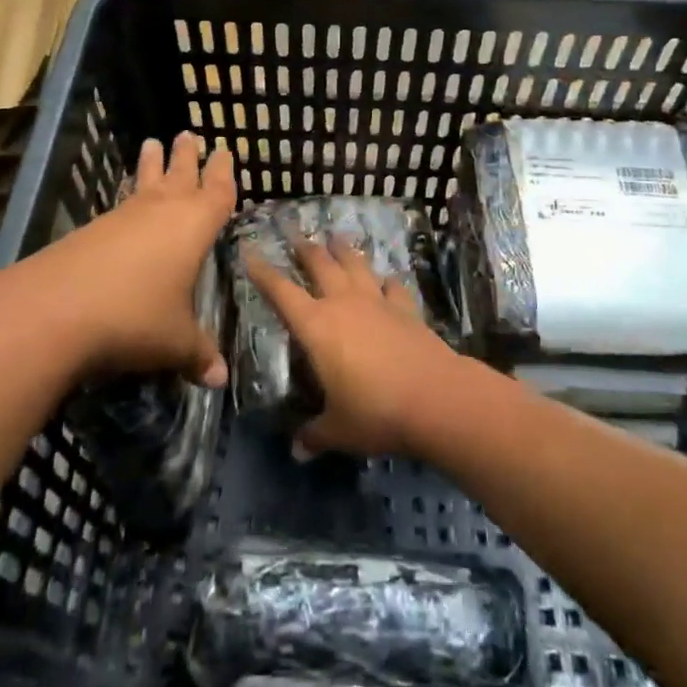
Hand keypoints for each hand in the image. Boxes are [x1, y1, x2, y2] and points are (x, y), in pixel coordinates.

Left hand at [0, 133, 235, 386]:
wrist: (53, 310)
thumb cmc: (134, 318)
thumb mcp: (175, 341)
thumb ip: (199, 354)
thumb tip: (220, 379)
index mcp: (194, 226)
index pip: (218, 191)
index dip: (225, 173)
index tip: (227, 151)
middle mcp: (161, 211)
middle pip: (180, 174)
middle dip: (187, 156)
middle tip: (189, 134)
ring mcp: (123, 217)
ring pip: (144, 182)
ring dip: (152, 164)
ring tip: (152, 143)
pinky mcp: (91, 229)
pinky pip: (120, 203)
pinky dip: (128, 194)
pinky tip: (124, 201)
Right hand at [245, 236, 466, 458]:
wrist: (435, 397)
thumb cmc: (375, 412)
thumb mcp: (339, 430)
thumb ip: (315, 435)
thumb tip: (297, 450)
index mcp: (317, 327)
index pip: (281, 291)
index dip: (263, 271)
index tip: (250, 251)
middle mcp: (344, 304)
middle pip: (321, 265)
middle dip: (306, 250)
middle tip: (296, 236)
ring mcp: (378, 302)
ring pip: (356, 265)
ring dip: (344, 251)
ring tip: (336, 238)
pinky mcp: (406, 309)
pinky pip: (393, 286)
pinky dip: (386, 281)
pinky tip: (386, 279)